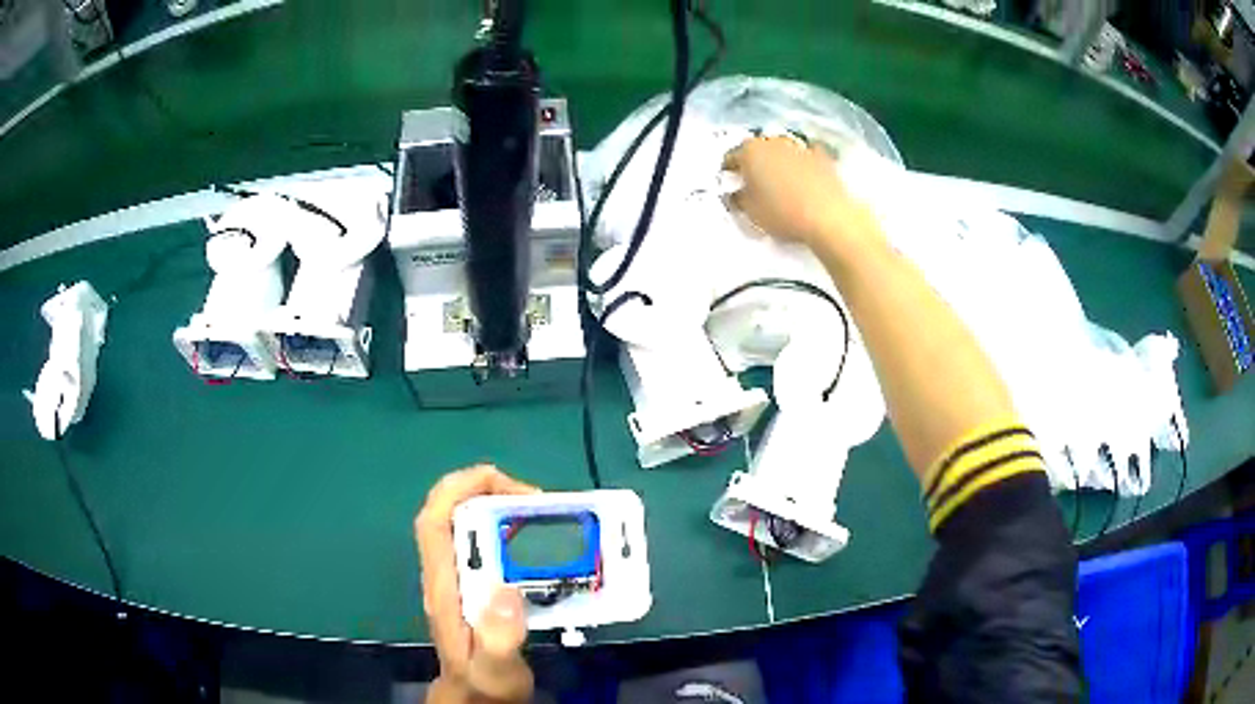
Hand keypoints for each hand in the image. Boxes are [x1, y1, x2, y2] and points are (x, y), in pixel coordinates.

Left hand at [415, 465, 539, 702]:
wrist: (478, 698)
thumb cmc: (485, 684)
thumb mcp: (496, 668)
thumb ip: (499, 637)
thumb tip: (506, 590)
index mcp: (444, 587)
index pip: (434, 521)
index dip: (459, 489)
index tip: (505, 485)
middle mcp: (446, 574)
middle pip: (449, 513)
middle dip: (485, 491)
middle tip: (535, 501)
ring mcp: (457, 579)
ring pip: (465, 524)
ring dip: (497, 507)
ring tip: (540, 514)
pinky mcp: (473, 586)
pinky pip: (482, 542)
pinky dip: (505, 529)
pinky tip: (534, 541)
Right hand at [723, 136, 879, 250]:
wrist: (830, 217)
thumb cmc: (783, 214)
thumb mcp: (750, 212)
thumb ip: (737, 200)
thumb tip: (735, 194)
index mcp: (749, 151)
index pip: (730, 157)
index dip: (727, 172)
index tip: (729, 184)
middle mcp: (773, 141)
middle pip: (757, 150)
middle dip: (753, 164)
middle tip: (753, 185)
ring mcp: (799, 146)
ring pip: (781, 151)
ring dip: (777, 163)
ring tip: (779, 183)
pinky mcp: (822, 157)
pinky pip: (805, 158)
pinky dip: (801, 165)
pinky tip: (803, 180)